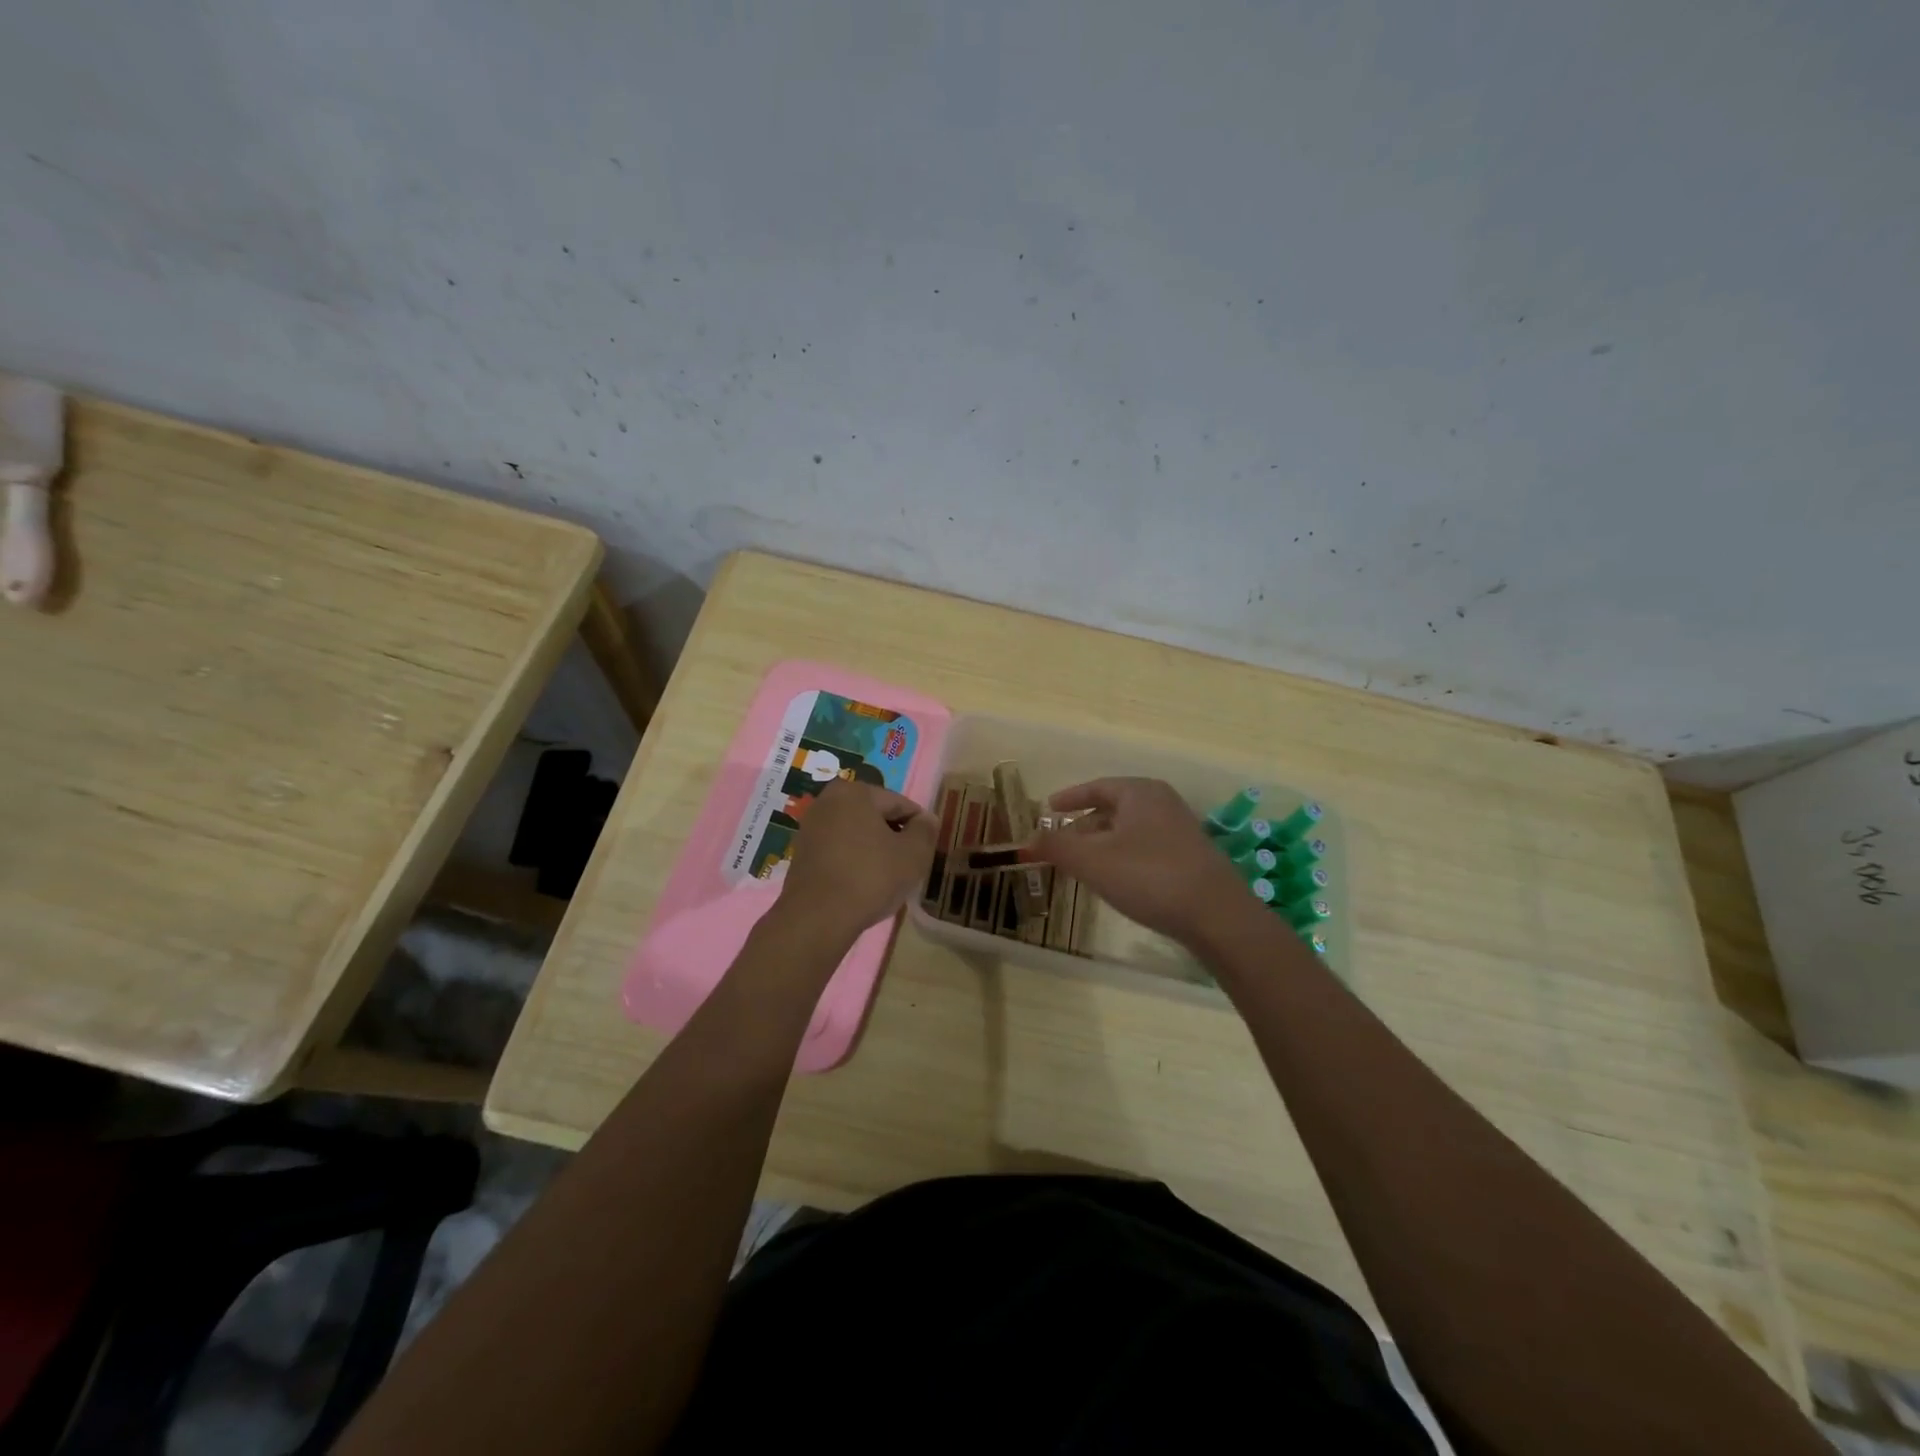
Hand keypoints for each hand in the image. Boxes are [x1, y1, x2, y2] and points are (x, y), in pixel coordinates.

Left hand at [772, 780, 937, 945]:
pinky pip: (838, 849)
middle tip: (909, 864)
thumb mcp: (913, 853)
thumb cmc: (870, 877)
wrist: (817, 918)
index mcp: (855, 792)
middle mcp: (828, 801)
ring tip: (888, 876)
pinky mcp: (801, 853)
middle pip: (875, 816)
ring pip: (856, 833)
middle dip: (894, 836)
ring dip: (874, 848)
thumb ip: (925, 830)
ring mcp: (810, 827)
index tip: (928, 848)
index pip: (900, 803)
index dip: (919, 825)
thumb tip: (926, 819)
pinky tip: (863, 883)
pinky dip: (854, 860)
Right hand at [1023, 778, 1246, 945]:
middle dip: (1083, 824)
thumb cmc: (1149, 876)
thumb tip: (1027, 838)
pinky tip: (1116, 880)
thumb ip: (1056, 847)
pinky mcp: (1191, 858)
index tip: (1048, 808)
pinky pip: (1145, 847)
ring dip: (1102, 843)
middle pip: (1113, 808)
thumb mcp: (1092, 861)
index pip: (1097, 786)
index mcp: (1139, 792)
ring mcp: (1180, 830)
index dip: (1070, 797)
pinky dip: (1122, 856)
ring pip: (1129, 830)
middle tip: (1060, 843)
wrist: (1217, 915)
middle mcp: (1162, 803)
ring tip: (1082, 865)